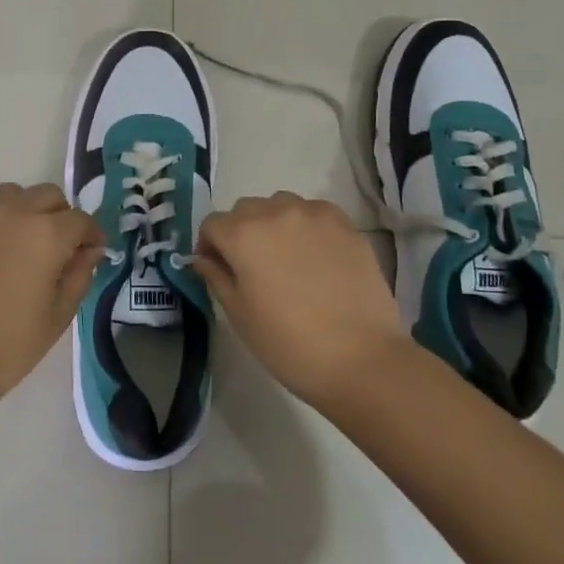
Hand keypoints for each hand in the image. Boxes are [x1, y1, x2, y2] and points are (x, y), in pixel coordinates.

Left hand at [0, 178, 103, 412]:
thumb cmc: (7, 345)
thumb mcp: (58, 316)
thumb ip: (80, 275)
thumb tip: (90, 250)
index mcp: (48, 235)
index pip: (81, 220)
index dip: (91, 236)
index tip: (90, 253)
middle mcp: (16, 211)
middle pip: (50, 196)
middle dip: (62, 218)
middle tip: (57, 249)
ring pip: (15, 191)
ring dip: (26, 207)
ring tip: (22, 237)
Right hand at [194, 192, 409, 408]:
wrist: (361, 358)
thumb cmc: (289, 344)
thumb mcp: (240, 316)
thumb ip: (216, 277)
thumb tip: (202, 259)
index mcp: (243, 235)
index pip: (212, 224)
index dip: (209, 246)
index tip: (218, 269)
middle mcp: (275, 212)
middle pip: (245, 210)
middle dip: (240, 232)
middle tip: (252, 268)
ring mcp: (313, 214)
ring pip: (280, 205)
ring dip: (274, 224)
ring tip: (286, 259)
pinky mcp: (344, 223)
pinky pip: (313, 212)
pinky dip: (306, 226)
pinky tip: (316, 257)